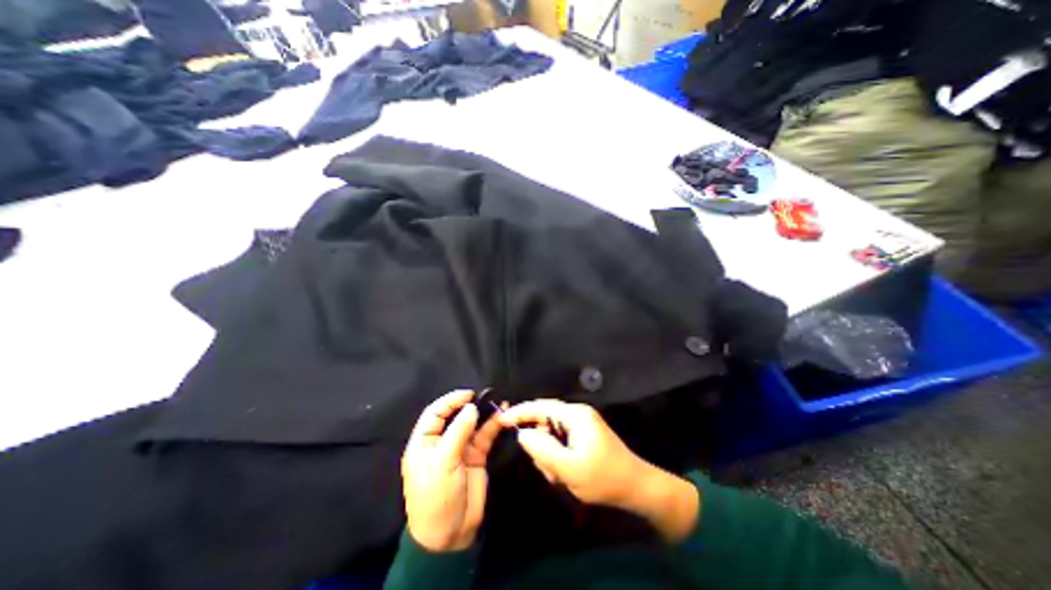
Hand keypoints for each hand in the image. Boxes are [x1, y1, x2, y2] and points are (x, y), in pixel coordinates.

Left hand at [402, 391, 502, 550]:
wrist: (450, 535)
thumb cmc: (437, 497)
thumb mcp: (443, 463)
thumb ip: (458, 433)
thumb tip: (471, 407)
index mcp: (424, 443)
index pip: (435, 413)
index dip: (450, 401)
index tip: (469, 394)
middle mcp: (442, 442)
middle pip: (455, 416)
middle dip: (469, 404)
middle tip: (485, 396)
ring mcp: (460, 448)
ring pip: (472, 424)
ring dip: (484, 413)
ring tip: (498, 401)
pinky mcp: (476, 456)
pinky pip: (485, 436)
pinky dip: (493, 425)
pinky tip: (502, 415)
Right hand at [499, 400, 694, 541]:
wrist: (637, 488)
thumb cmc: (604, 477)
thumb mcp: (570, 468)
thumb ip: (543, 449)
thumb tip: (523, 434)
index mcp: (575, 415)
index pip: (540, 407)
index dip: (520, 412)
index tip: (501, 419)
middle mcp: (577, 415)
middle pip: (545, 422)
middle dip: (541, 446)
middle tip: (549, 470)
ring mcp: (580, 425)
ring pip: (551, 436)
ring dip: (550, 456)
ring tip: (561, 476)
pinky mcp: (582, 436)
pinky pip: (560, 443)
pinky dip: (557, 458)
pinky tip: (565, 473)